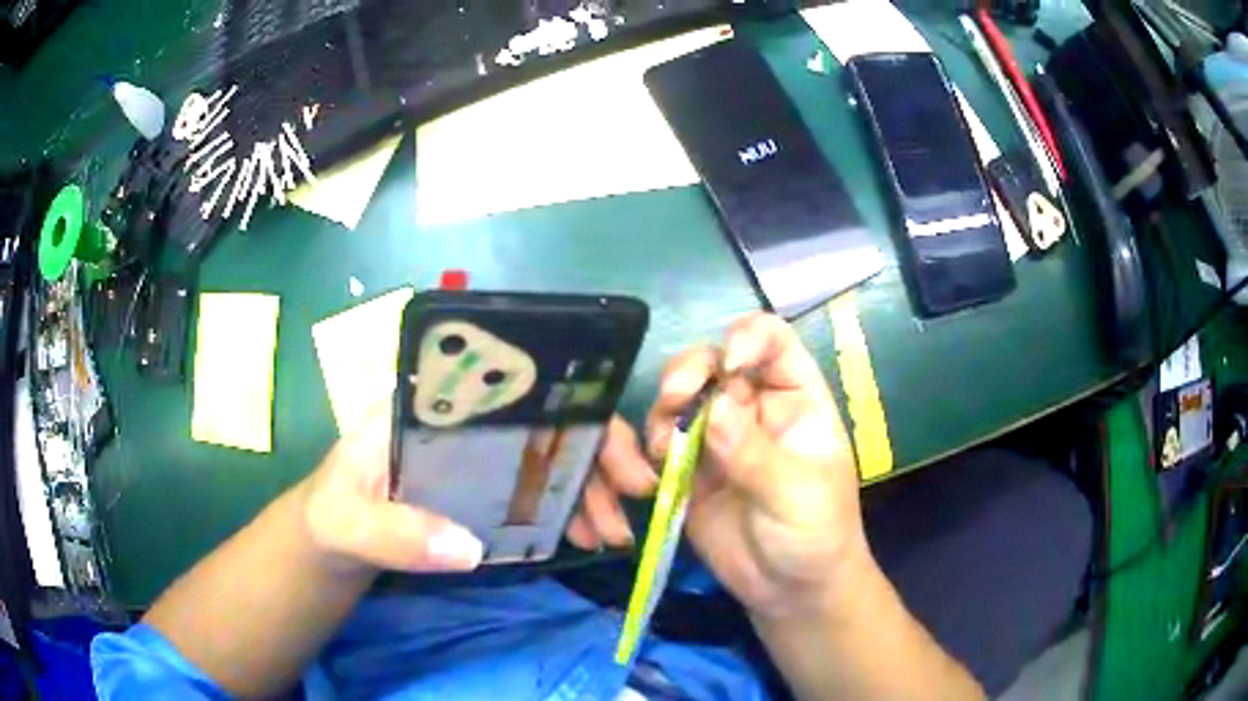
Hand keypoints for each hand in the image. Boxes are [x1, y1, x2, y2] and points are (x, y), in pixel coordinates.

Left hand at [300, 405, 656, 574]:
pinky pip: (534, 487)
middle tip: (634, 496)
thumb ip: (395, 533)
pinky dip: (567, 508)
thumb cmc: (331, 515)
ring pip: (547, 452)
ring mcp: (473, 453)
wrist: (330, 540)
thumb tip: (469, 548)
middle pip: (544, 417)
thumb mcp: (349, 523)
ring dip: (589, 487)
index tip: (614, 450)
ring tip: (613, 532)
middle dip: (597, 452)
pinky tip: (585, 533)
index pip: (511, 384)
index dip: (572, 407)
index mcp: (428, 403)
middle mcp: (460, 417)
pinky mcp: (479, 486)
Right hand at [645, 313, 867, 620]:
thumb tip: (714, 406)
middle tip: (675, 398)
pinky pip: (662, 441)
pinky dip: (652, 446)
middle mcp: (754, 407)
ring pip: (681, 398)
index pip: (773, 341)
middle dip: (690, 371)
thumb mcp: (796, 493)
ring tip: (665, 450)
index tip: (729, 366)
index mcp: (796, 398)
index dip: (748, 337)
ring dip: (665, 411)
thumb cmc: (816, 534)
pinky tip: (654, 470)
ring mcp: (719, 438)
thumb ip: (754, 452)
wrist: (791, 591)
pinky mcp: (690, 470)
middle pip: (714, 361)